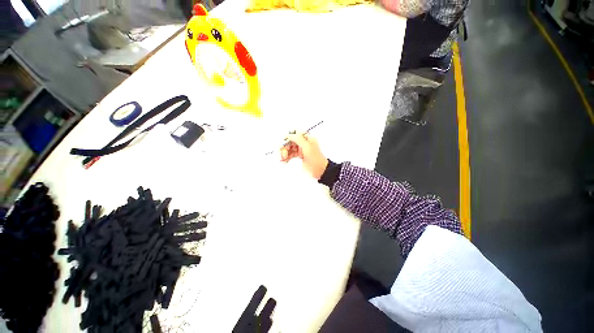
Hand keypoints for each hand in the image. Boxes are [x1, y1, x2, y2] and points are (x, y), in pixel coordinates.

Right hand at [280, 133, 327, 179]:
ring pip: (289, 147)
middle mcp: (304, 142)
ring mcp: (301, 149)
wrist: (320, 171)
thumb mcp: (307, 147)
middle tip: (283, 154)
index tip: (283, 143)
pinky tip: (284, 160)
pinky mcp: (299, 155)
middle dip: (285, 147)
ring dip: (284, 153)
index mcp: (307, 138)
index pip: (295, 132)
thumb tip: (289, 134)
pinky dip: (286, 157)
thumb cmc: (316, 159)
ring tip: (282, 159)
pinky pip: (290, 153)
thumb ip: (298, 139)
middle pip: (290, 140)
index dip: (288, 137)